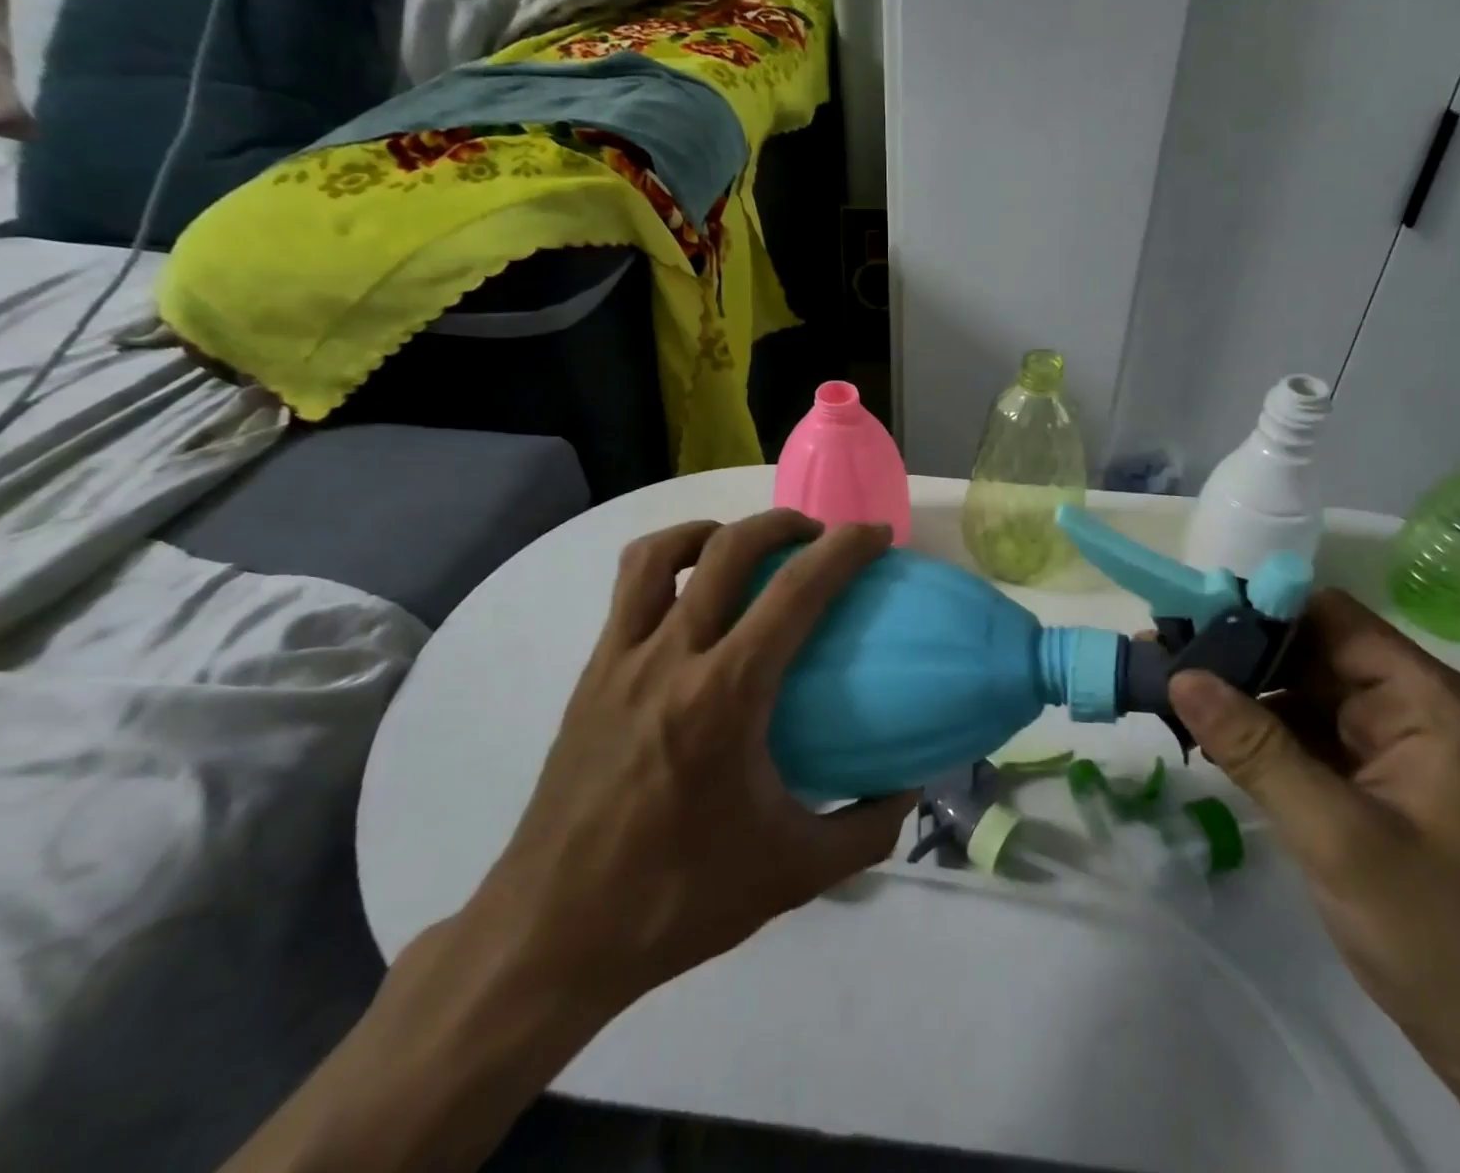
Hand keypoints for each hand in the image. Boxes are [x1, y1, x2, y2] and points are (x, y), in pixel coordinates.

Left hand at [464, 510, 915, 1024]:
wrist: (550, 935)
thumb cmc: (676, 899)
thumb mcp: (792, 874)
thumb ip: (866, 831)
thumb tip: (909, 788)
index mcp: (725, 696)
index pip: (795, 592)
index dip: (844, 549)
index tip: (876, 535)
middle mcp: (671, 658)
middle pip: (728, 548)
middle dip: (783, 523)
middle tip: (818, 537)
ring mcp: (621, 660)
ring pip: (660, 554)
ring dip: (713, 531)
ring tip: (745, 548)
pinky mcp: (591, 675)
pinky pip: (628, 591)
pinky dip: (668, 564)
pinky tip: (692, 599)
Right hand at [1171, 588, 1459, 1060]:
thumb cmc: (1441, 934)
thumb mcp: (1336, 835)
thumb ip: (1255, 748)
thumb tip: (1179, 674)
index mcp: (1426, 700)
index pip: (1331, 618)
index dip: (1258, 609)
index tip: (1185, 617)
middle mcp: (1410, 708)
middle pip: (1310, 651)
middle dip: (1236, 653)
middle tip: (1159, 654)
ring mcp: (1390, 746)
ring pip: (1300, 692)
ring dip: (1239, 692)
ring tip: (1165, 688)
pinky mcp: (1371, 782)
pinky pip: (1304, 735)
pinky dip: (1256, 732)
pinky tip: (1202, 734)